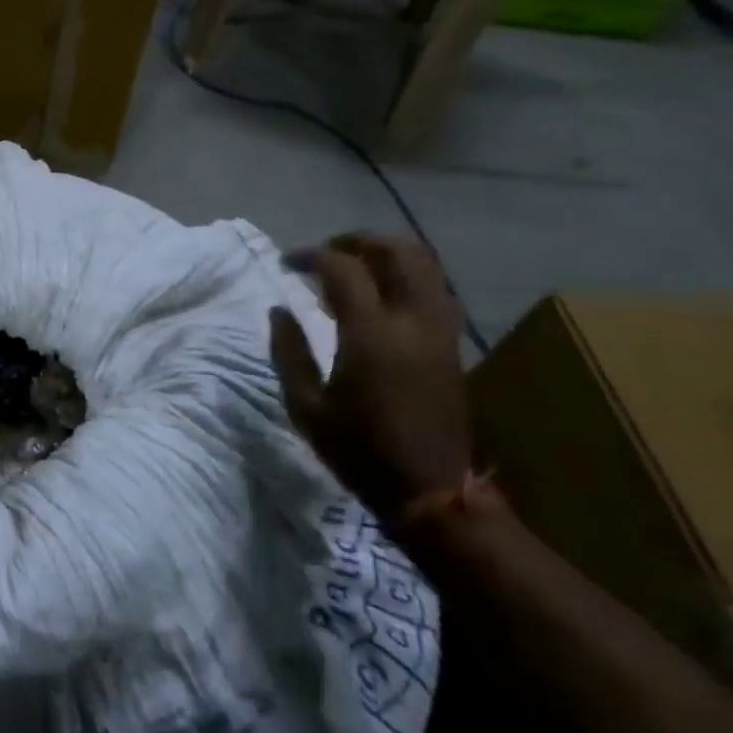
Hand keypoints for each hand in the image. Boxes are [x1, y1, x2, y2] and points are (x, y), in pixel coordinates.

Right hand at [270, 234, 471, 522]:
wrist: (431, 491)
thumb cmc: (359, 450)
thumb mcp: (305, 406)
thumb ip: (288, 352)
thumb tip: (279, 310)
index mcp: (371, 335)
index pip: (343, 268)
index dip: (311, 256)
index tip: (287, 262)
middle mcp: (412, 321)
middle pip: (398, 251)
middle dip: (358, 240)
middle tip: (326, 252)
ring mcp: (440, 330)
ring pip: (426, 265)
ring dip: (387, 253)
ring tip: (354, 266)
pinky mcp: (452, 344)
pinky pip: (434, 288)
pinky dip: (406, 275)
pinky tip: (380, 294)